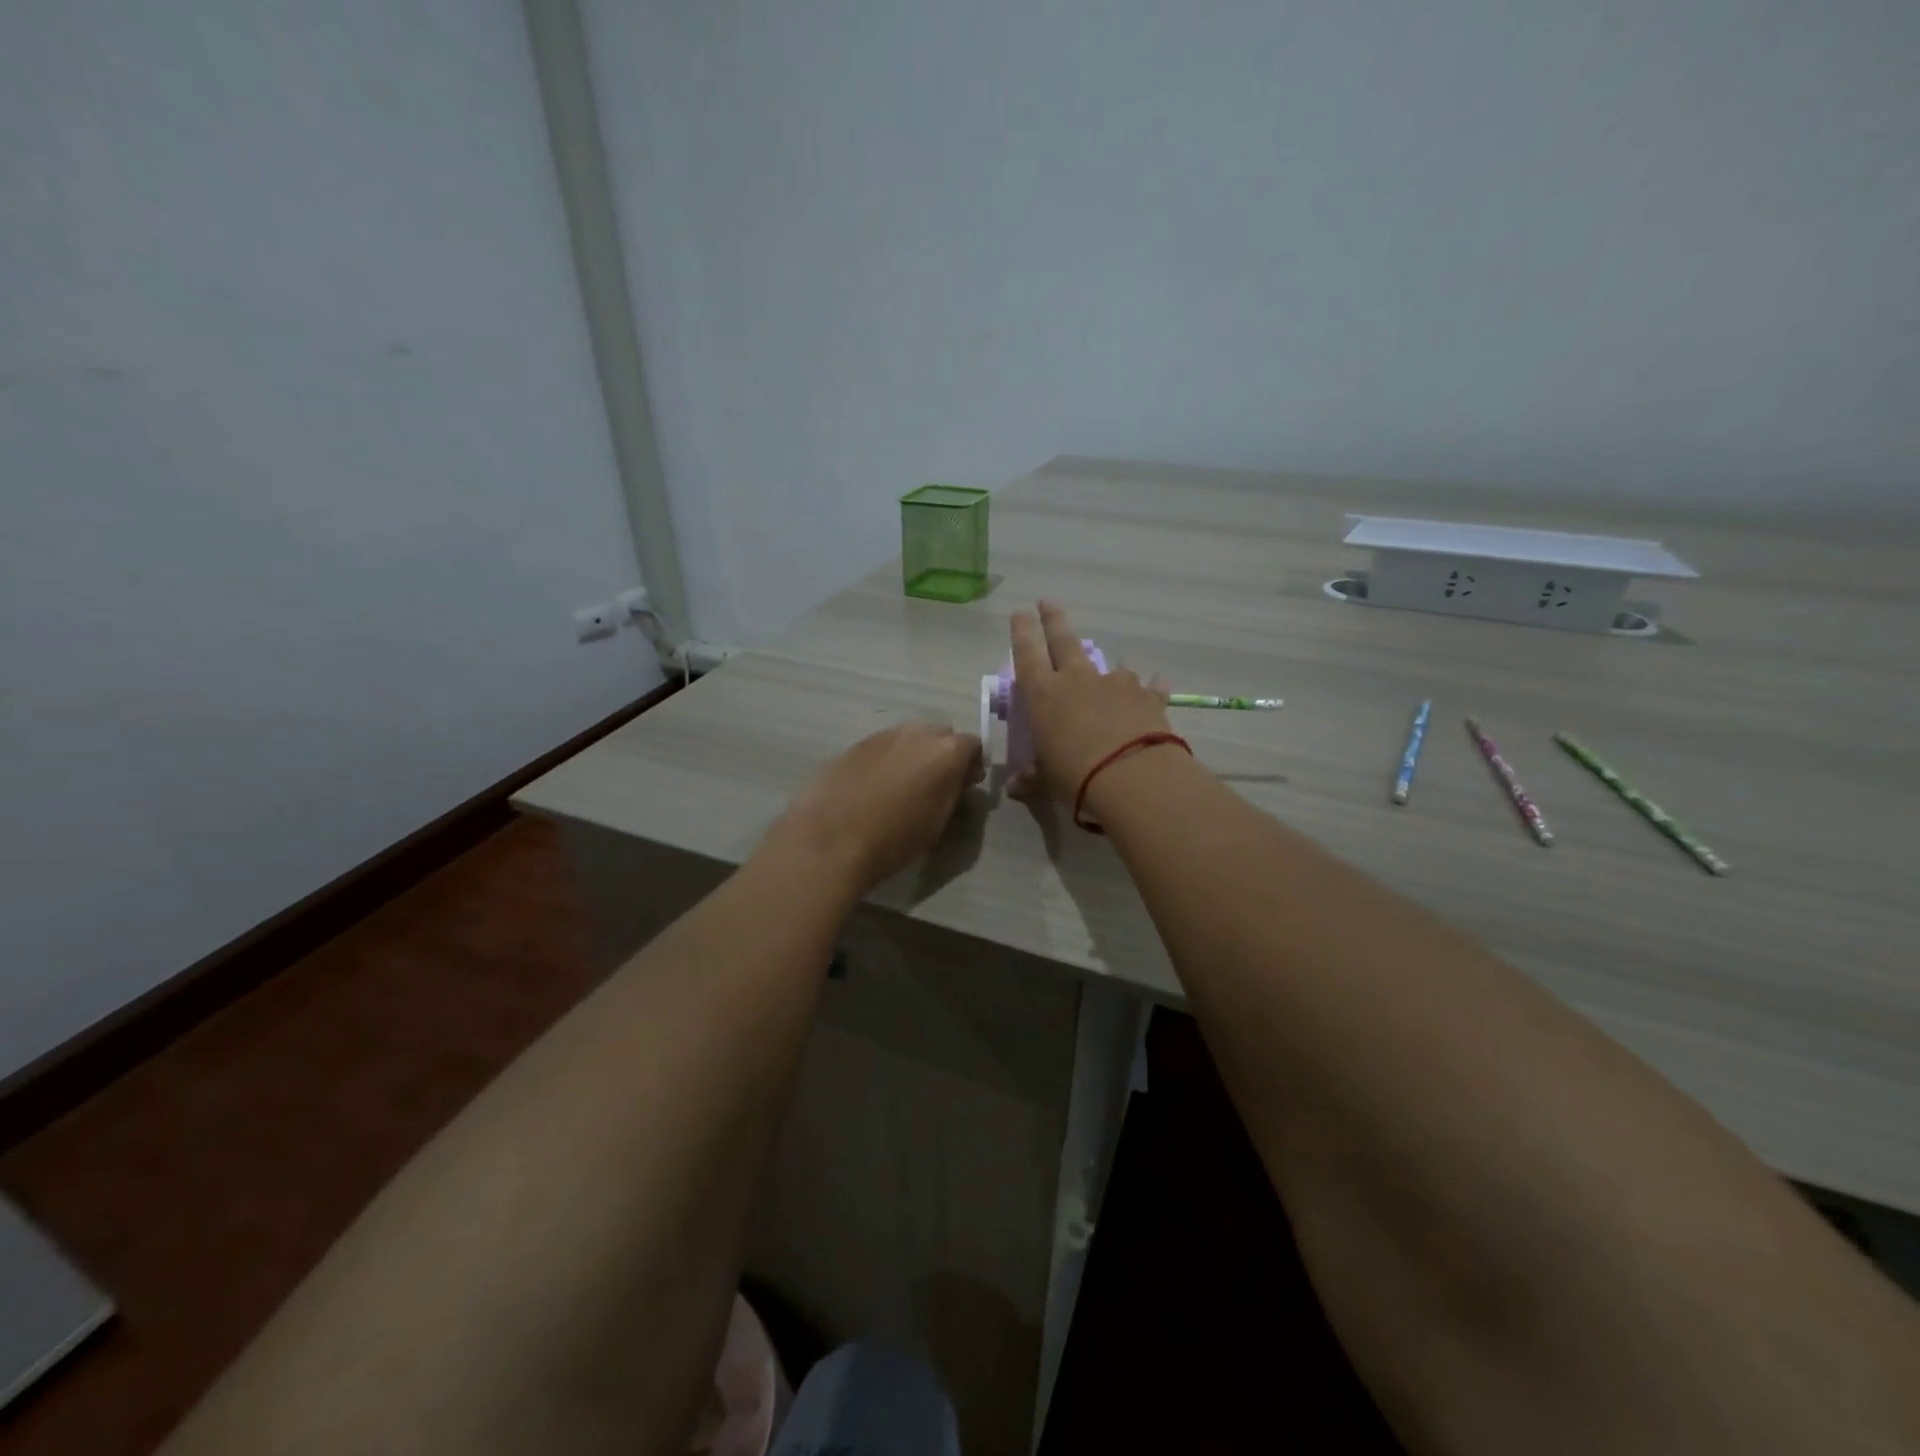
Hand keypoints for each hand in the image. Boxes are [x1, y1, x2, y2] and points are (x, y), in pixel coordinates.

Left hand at [768, 721, 983, 891]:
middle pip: (940, 735)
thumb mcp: (938, 821)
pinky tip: (874, 787)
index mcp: (946, 751)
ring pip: (909, 738)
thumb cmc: (894, 838)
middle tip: (935, 785)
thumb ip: (953, 791)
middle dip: (942, 755)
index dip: (971, 765)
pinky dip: (887, 760)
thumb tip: (957, 778)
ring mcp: (883, 735)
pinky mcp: (855, 744)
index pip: (973, 745)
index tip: (965, 786)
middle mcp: (917, 733)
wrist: (830, 839)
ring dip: (913, 755)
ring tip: (901, 787)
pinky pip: (883, 747)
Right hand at [1008, 601, 1172, 802]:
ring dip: (1107, 672)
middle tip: (1048, 602)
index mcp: (1043, 695)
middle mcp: (1077, 679)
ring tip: (1111, 682)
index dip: (1022, 631)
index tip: (1020, 611)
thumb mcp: (1046, 780)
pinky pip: (1148, 687)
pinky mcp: (1148, 695)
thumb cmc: (1075, 777)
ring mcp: (1115, 683)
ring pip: (1109, 666)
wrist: (1132, 777)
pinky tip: (1156, 686)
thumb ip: (1031, 778)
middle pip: (1064, 639)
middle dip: (1054, 619)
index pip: (1026, 653)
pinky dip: (1149, 687)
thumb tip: (1016, 787)